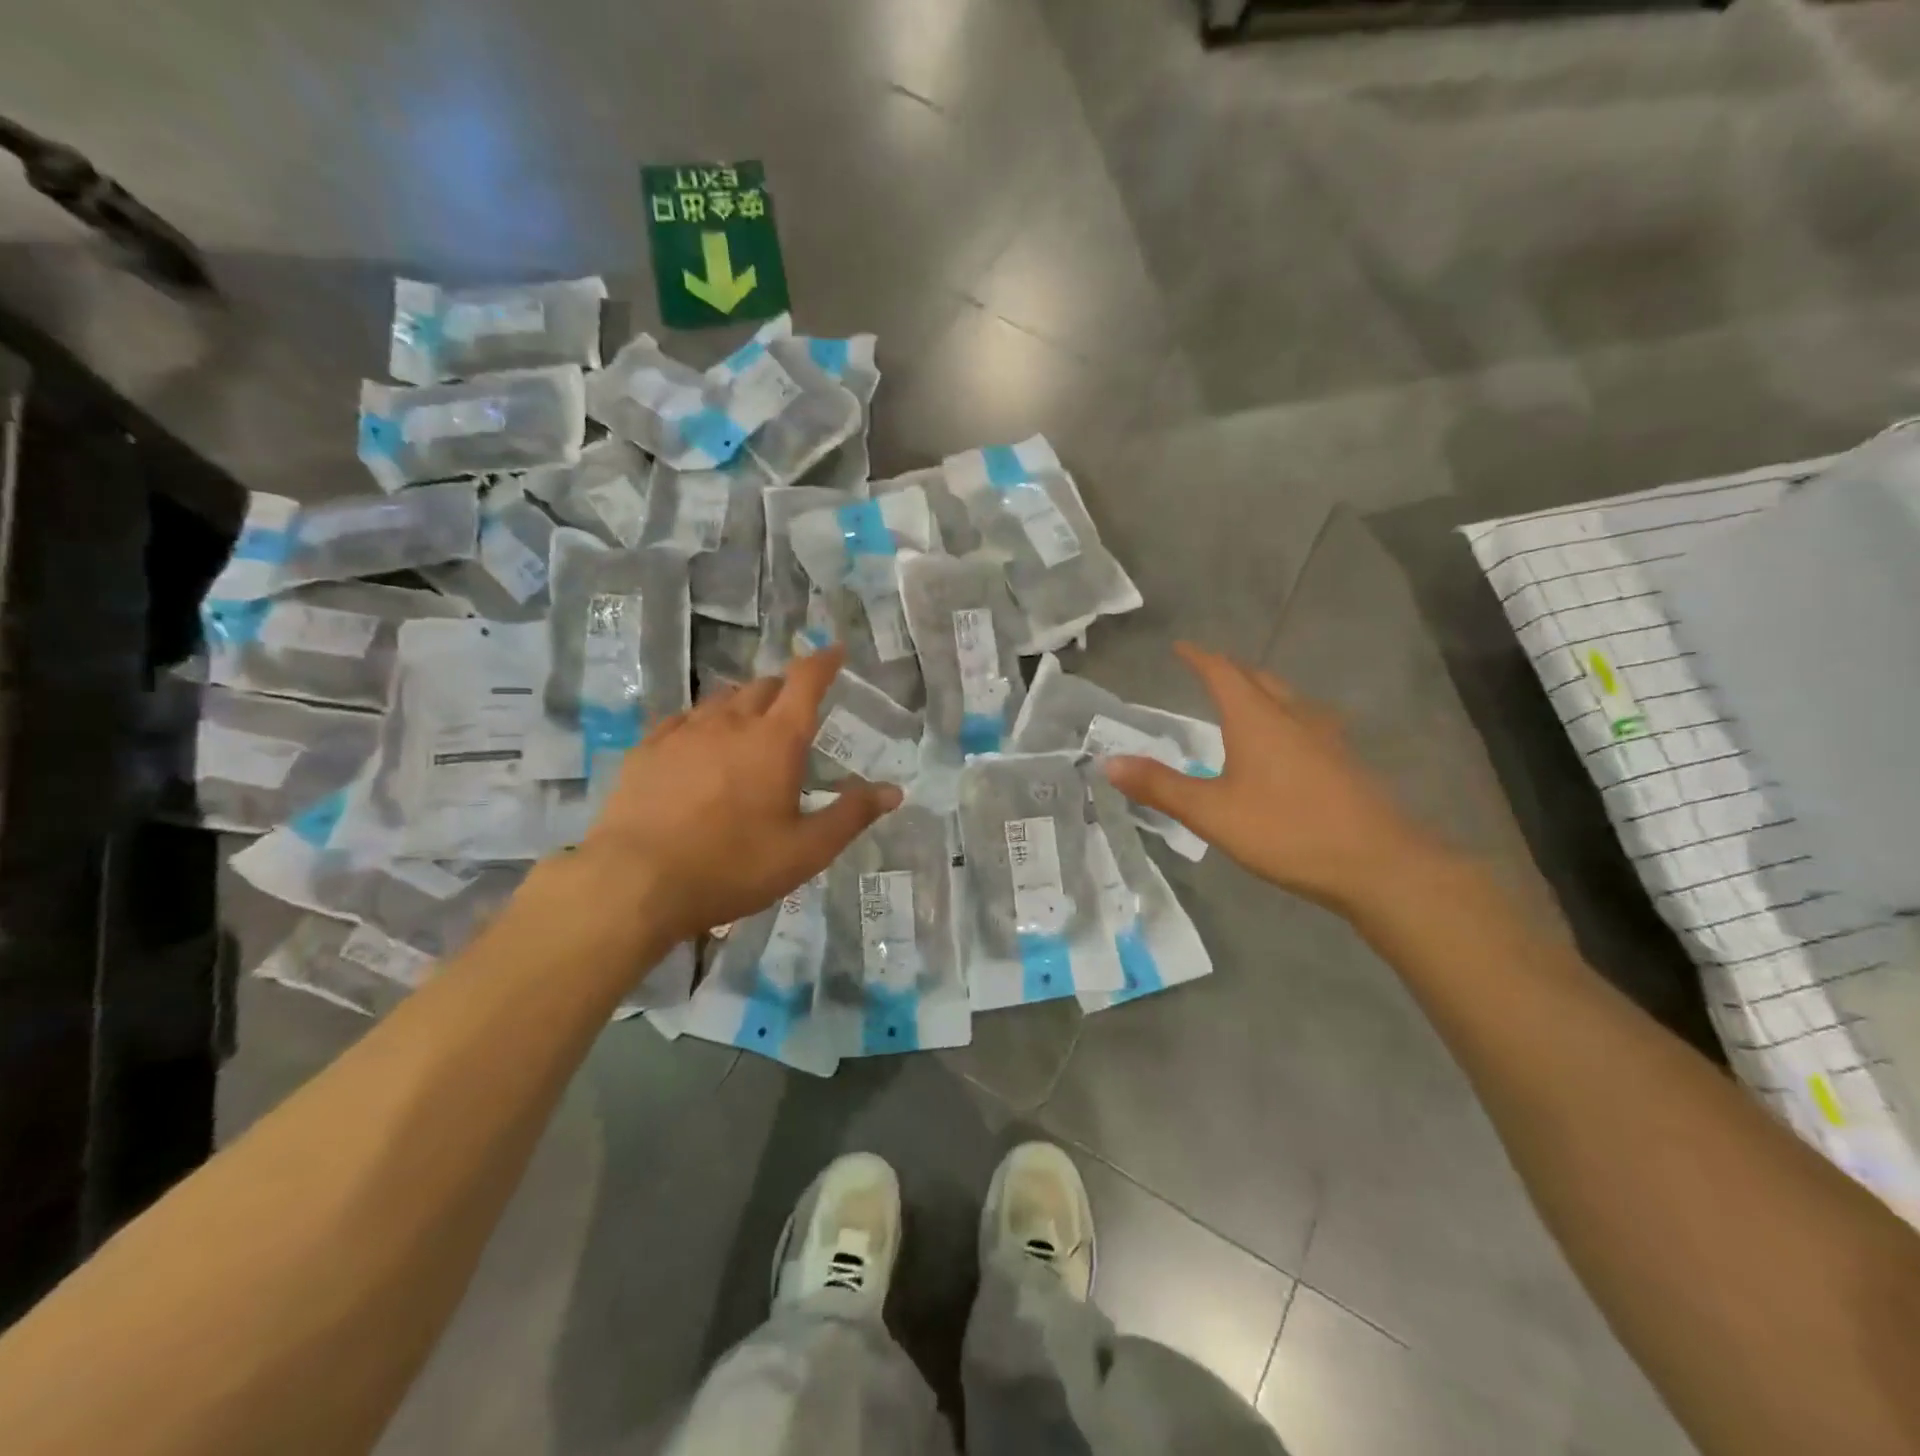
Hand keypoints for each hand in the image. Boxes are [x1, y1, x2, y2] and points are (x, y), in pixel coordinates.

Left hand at [574, 647, 901, 948]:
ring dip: (744, 705)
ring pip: (722, 700)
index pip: (806, 681)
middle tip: (794, 710)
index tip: (835, 650)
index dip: (824, 661)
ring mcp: (684, 731)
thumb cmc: (732, 866)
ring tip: (749, 728)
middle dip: (784, 689)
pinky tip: (698, 743)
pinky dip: (702, 722)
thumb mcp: (805, 851)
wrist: (635, 882)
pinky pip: (683, 719)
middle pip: (764, 686)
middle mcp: (731, 722)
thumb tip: (894, 790)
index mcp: (776, 740)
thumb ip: (851, 815)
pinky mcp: (647, 748)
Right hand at [1101, 643, 1449, 915]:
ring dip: (1261, 692)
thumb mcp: (1212, 813)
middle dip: (1230, 671)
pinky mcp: (1345, 762)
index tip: (1180, 647)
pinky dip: (1284, 719)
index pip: (1222, 672)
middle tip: (1208, 674)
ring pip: (1288, 699)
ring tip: (1244, 704)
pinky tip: (1286, 746)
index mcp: (1257, 719)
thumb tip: (1108, 763)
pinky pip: (1307, 723)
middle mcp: (1294, 716)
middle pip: (1259, 679)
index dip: (1199, 657)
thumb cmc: (1287, 831)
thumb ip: (1160, 786)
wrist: (1379, 864)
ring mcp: (1327, 737)